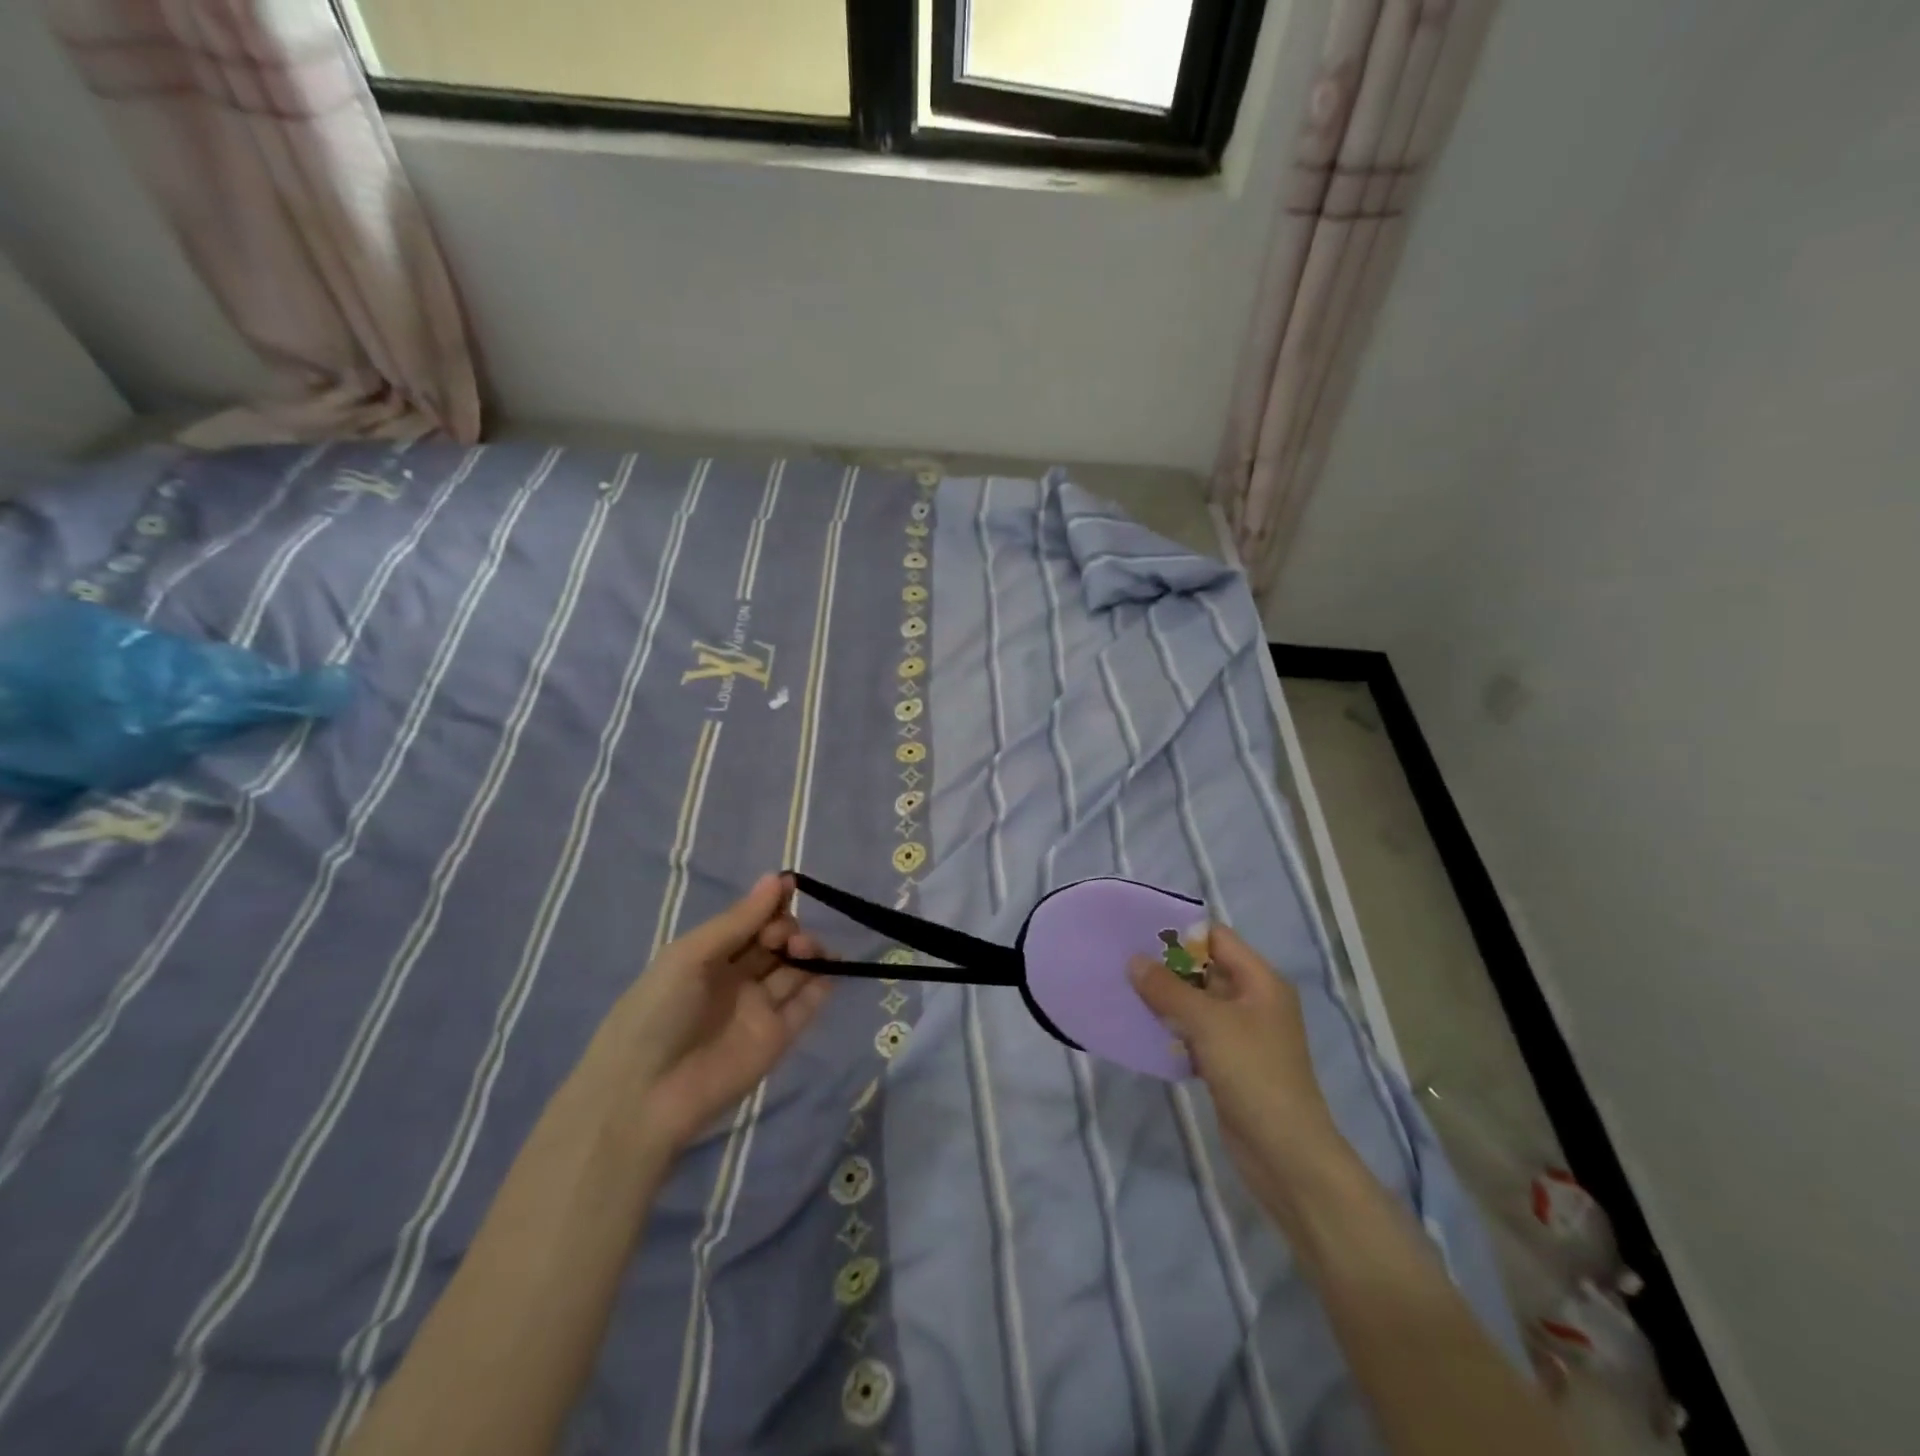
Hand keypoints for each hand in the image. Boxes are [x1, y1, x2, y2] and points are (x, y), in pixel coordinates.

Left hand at [597, 873, 830, 1154]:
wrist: (643, 1096)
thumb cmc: (658, 1012)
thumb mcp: (690, 956)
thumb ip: (739, 920)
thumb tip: (776, 878)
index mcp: (709, 956)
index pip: (750, 921)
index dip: (770, 905)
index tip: (788, 888)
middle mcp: (736, 979)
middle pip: (775, 943)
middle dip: (788, 929)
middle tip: (784, 938)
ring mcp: (758, 1009)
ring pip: (794, 971)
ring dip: (808, 952)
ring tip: (806, 951)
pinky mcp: (777, 1039)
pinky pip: (806, 1007)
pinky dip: (822, 986)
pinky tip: (830, 969)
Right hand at [1130, 925, 1346, 1198]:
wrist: (1285, 1154)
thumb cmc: (1253, 1074)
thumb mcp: (1208, 1024)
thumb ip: (1168, 989)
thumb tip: (1134, 961)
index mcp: (1261, 981)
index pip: (1217, 939)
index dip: (1180, 933)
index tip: (1138, 932)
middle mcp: (1254, 1001)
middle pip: (1205, 970)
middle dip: (1167, 967)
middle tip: (1123, 961)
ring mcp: (1243, 1034)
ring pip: (1198, 1004)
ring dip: (1166, 999)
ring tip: (1124, 990)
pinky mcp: (1230, 1063)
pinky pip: (1196, 1034)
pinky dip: (1172, 1029)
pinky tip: (1142, 1029)